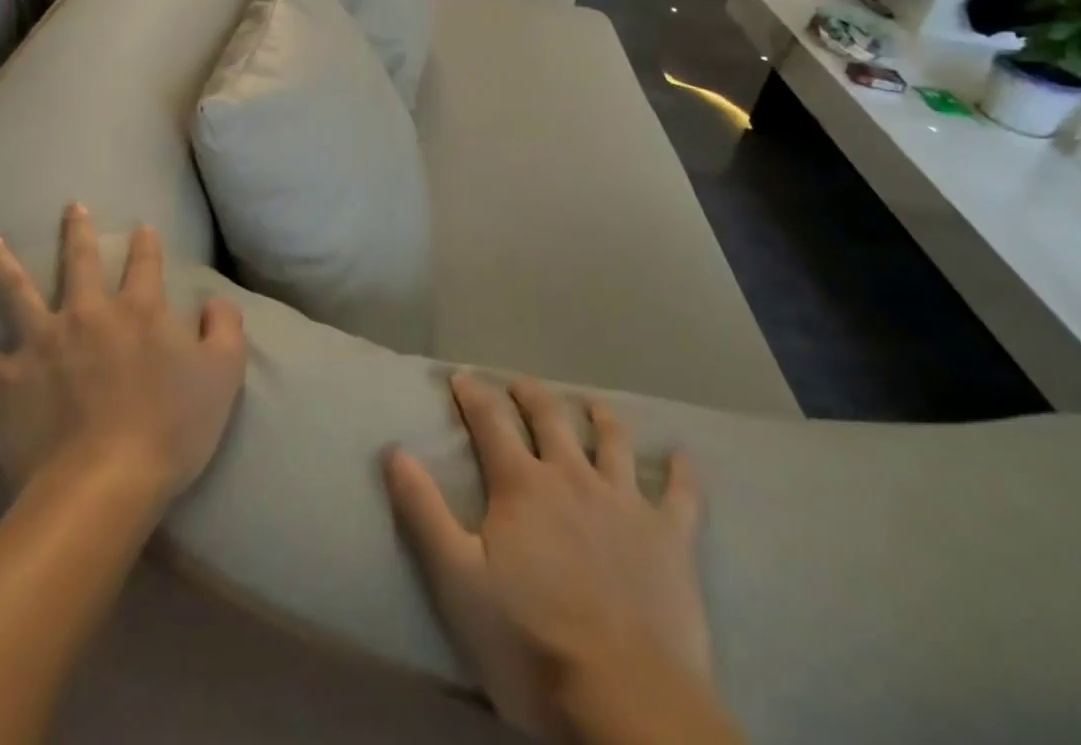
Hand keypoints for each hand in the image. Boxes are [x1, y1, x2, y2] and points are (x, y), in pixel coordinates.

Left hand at [0, 205, 245, 503]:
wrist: (103, 485)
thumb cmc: (171, 429)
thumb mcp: (223, 374)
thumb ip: (226, 327)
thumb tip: (215, 300)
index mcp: (141, 310)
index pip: (146, 263)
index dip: (146, 243)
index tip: (143, 228)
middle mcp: (89, 313)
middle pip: (81, 262)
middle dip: (78, 232)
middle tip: (71, 208)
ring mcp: (42, 343)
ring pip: (16, 291)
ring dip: (0, 263)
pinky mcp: (5, 380)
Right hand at [384, 375, 733, 744]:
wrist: (628, 704)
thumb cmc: (532, 646)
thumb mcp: (458, 582)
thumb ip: (424, 512)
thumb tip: (394, 450)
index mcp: (523, 486)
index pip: (490, 423)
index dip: (473, 395)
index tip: (461, 377)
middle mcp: (573, 477)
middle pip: (550, 419)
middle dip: (531, 395)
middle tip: (520, 383)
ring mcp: (626, 503)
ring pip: (613, 441)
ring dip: (601, 416)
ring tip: (593, 403)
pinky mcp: (671, 538)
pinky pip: (683, 493)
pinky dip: (684, 471)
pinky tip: (686, 455)